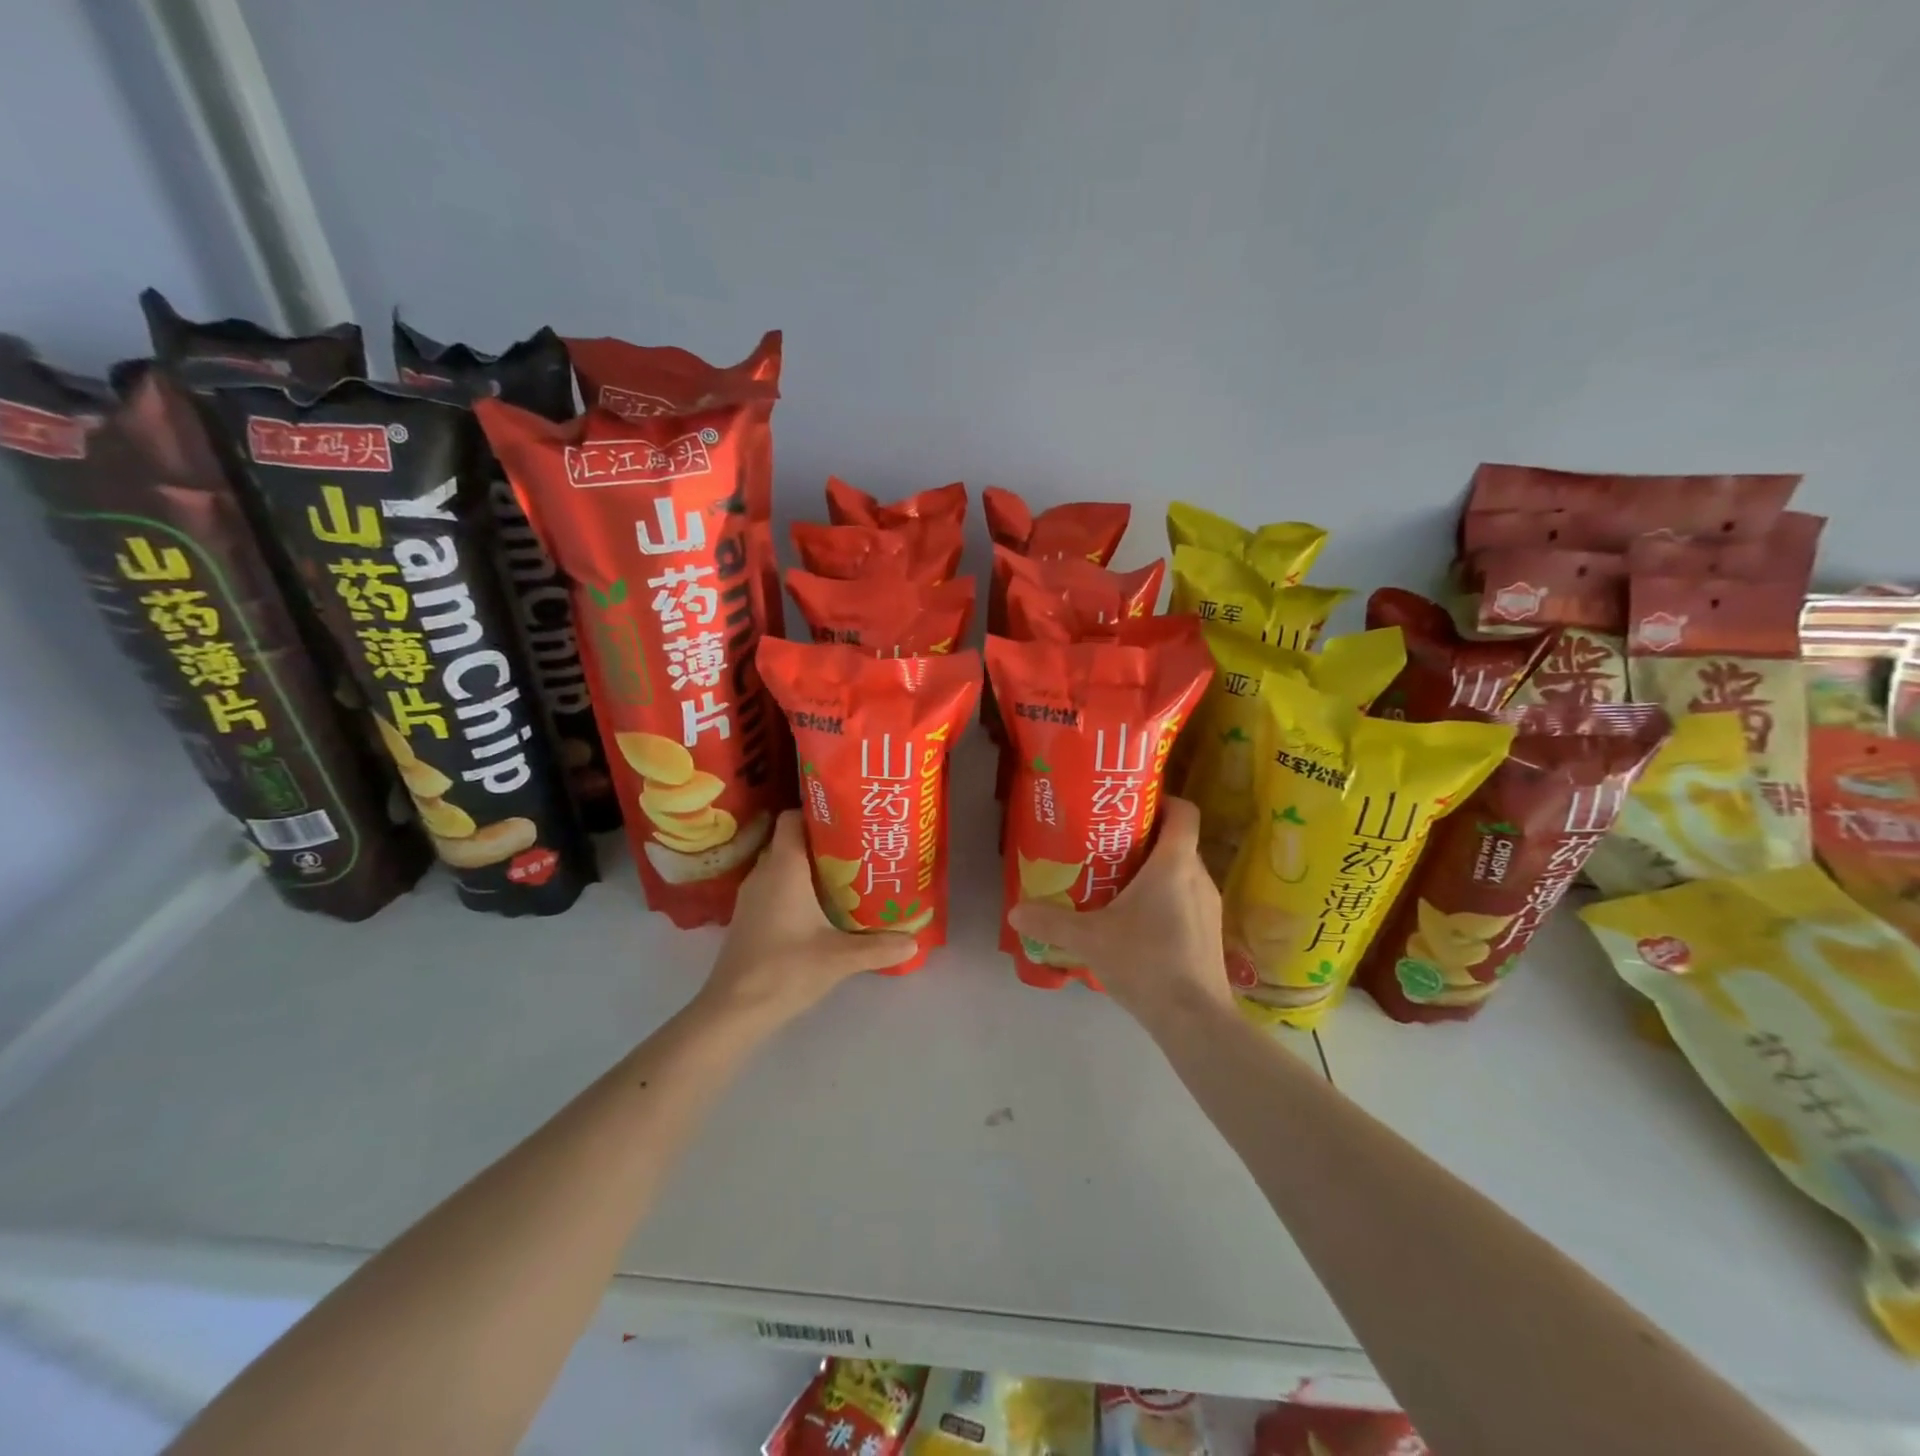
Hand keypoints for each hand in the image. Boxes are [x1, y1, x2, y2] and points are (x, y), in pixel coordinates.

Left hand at [699, 811, 916, 1025]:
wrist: (734, 1010)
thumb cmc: (786, 969)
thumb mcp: (840, 958)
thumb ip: (879, 946)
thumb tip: (914, 941)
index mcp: (783, 868)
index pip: (792, 818)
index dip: (818, 812)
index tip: (848, 817)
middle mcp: (764, 873)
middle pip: (791, 841)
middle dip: (823, 841)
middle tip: (858, 847)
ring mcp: (752, 897)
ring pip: (782, 866)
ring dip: (810, 867)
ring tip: (846, 875)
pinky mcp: (748, 919)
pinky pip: (775, 888)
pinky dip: (796, 889)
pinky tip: (821, 908)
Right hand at [1007, 797, 1235, 1031]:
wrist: (1195, 1019)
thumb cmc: (1145, 961)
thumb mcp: (1089, 939)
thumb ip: (1051, 922)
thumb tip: (1014, 911)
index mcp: (1174, 863)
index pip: (1184, 812)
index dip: (1163, 801)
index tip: (1132, 806)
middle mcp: (1198, 876)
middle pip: (1177, 842)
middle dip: (1145, 839)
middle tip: (1108, 845)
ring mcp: (1209, 907)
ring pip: (1182, 873)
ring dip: (1154, 873)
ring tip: (1116, 883)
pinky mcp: (1210, 934)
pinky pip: (1186, 900)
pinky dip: (1165, 900)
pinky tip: (1136, 923)